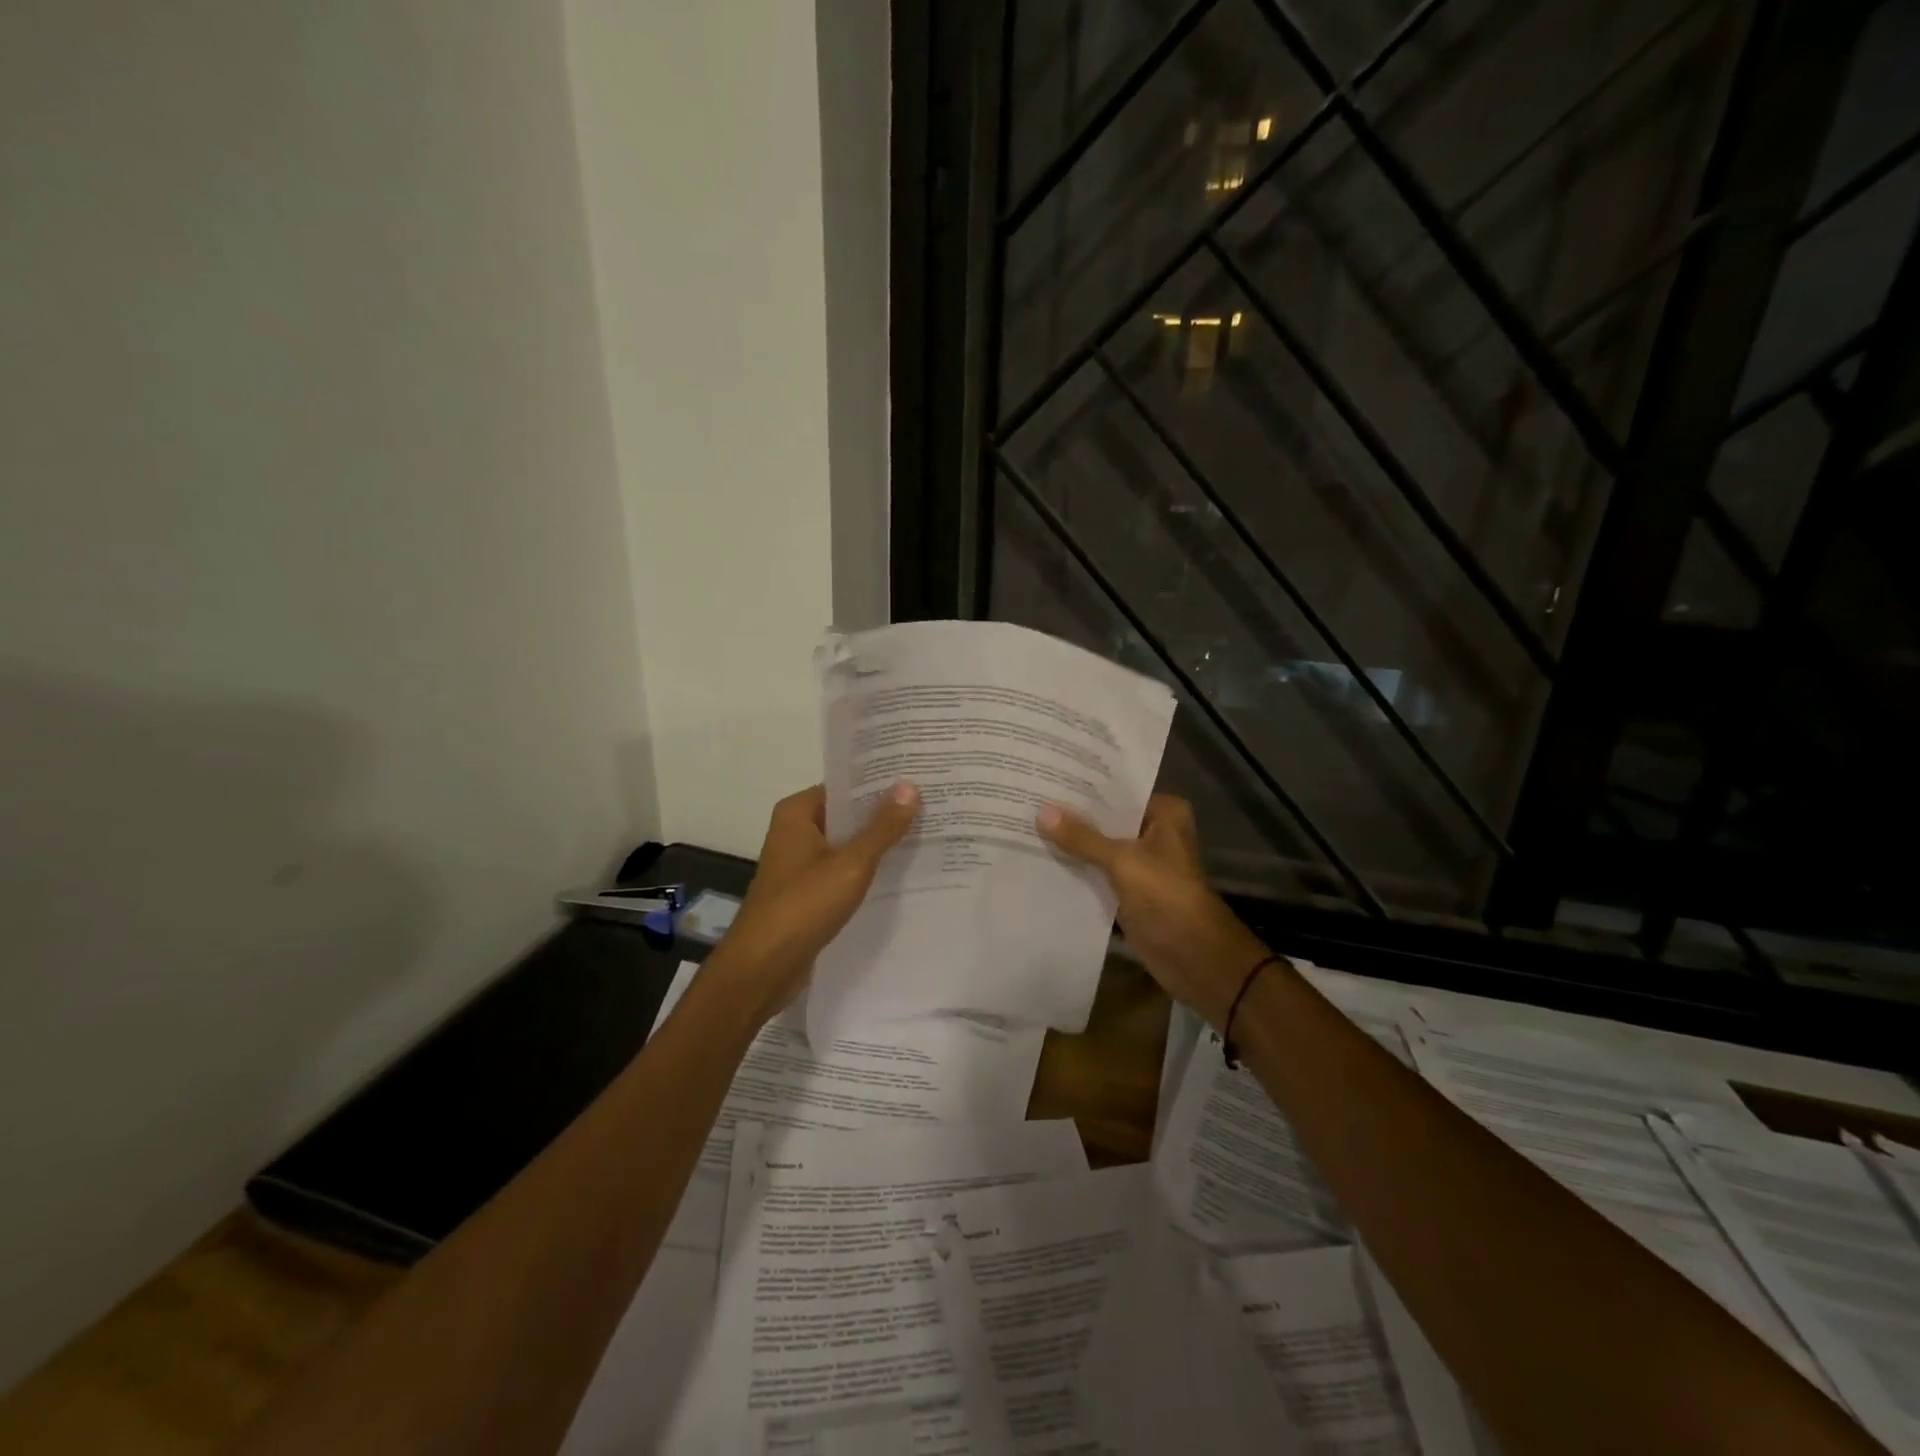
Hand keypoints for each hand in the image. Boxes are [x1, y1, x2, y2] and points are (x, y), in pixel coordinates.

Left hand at [718, 782, 920, 1021]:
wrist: (763, 968)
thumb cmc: (803, 906)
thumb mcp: (851, 864)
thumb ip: (882, 827)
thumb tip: (910, 786)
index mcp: (797, 813)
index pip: (846, 786)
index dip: (881, 783)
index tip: (920, 778)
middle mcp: (795, 831)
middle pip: (847, 815)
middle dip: (885, 814)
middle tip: (933, 806)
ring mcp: (800, 864)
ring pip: (847, 845)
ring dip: (878, 844)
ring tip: (927, 835)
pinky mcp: (808, 893)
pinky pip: (843, 871)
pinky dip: (867, 871)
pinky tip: (902, 873)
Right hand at [1037, 793, 1268, 1026]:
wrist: (1195, 958)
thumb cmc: (1167, 897)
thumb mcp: (1122, 861)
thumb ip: (1082, 837)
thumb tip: (1042, 812)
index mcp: (1164, 813)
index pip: (1117, 791)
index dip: (1083, 786)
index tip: (1046, 775)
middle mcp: (1154, 833)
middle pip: (1106, 819)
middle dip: (1071, 815)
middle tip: (1028, 798)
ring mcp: (1141, 864)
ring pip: (1099, 847)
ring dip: (1071, 843)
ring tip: (1026, 824)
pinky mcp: (1129, 891)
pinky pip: (1097, 873)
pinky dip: (1076, 870)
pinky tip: (1041, 860)